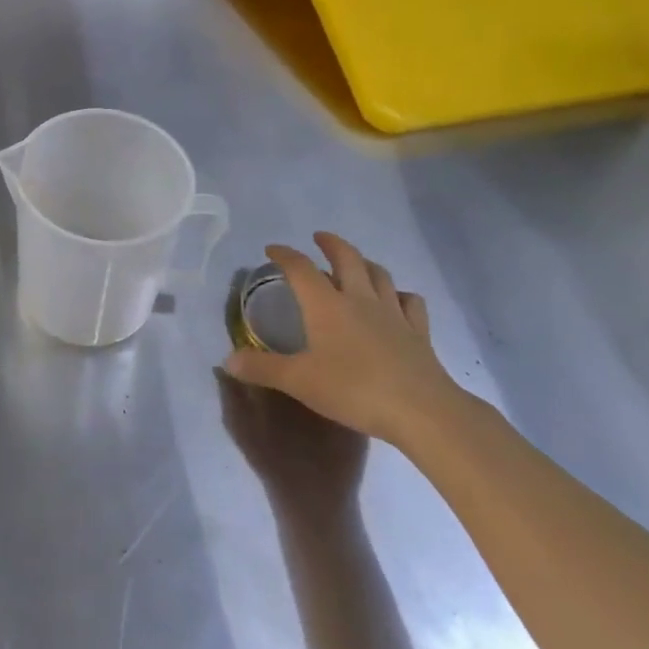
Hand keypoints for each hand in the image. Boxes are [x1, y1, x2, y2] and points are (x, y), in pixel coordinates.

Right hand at [224, 233, 460, 448]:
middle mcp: (360, 299)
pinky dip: (401, 295)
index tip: (272, 249)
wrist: (421, 410)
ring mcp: (393, 313)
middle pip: (347, 258)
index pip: (300, 268)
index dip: (284, 255)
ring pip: (379, 275)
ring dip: (364, 263)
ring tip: (356, 263)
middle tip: (319, 238)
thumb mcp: (299, 381)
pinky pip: (410, 303)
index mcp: (327, 305)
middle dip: (331, 244)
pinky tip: (397, 300)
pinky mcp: (418, 332)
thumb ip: (263, 368)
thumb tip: (228, 360)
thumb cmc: (353, 389)